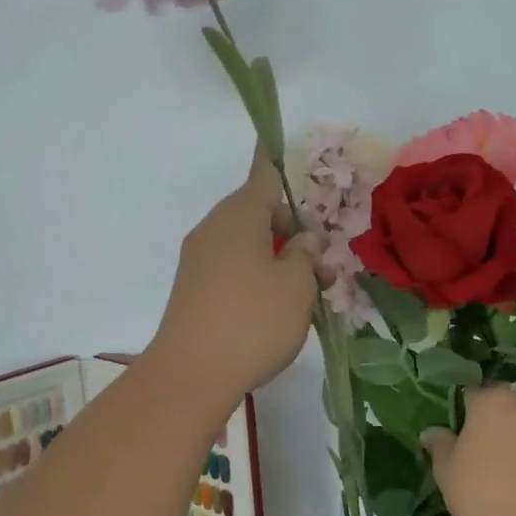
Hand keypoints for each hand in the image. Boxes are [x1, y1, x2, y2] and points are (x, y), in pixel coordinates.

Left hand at [146, 154, 322, 408]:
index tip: (278, 140)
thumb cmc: (253, 321)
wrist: (191, 375)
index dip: (278, 160)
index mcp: (239, 215)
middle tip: (323, 267)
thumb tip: (304, 240)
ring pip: (248, 247)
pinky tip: (277, 313)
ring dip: (279, 261)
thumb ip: (306, 256)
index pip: (264, 175)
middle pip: (259, 215)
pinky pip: (233, 272)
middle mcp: (214, 230)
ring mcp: (199, 262)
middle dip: (294, 233)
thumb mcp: (297, 286)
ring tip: (308, 297)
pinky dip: (258, 280)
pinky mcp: (194, 292)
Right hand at [421, 387, 515, 515]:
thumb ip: (440, 445)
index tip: (463, 432)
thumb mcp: (446, 471)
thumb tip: (432, 432)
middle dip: (503, 420)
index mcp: (494, 401)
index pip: (475, 393)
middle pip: (513, 404)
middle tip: (491, 450)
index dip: (467, 411)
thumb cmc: (480, 493)